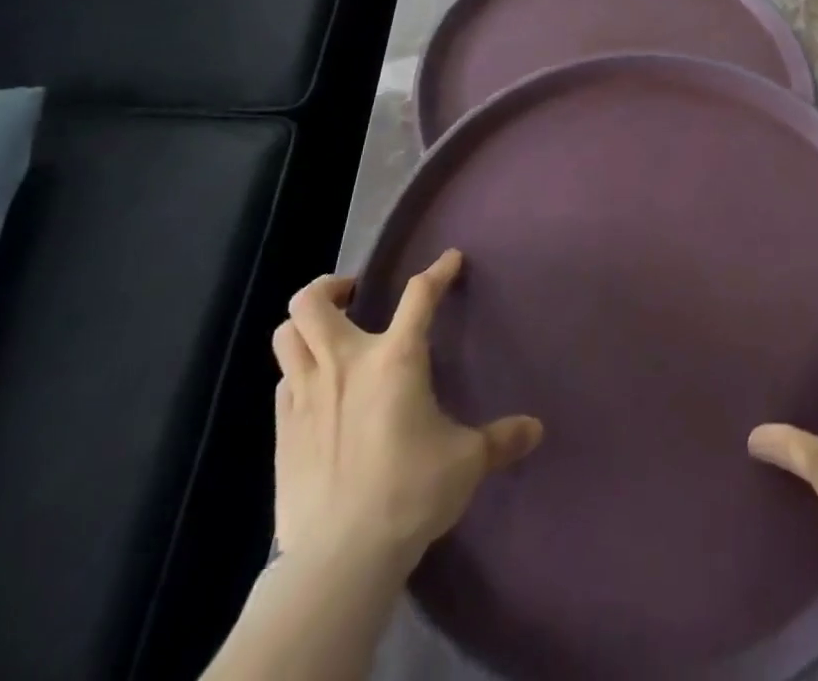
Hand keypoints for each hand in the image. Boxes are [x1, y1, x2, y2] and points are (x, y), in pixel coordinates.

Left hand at [270, 249, 542, 570]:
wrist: (340, 557)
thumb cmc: (410, 492)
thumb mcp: (466, 462)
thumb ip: (500, 439)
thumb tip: (535, 430)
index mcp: (395, 359)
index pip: (419, 295)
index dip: (438, 271)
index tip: (451, 259)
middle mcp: (344, 364)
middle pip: (313, 302)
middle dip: (331, 286)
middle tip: (354, 295)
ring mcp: (305, 396)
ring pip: (286, 335)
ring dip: (304, 325)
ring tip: (327, 334)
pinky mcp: (282, 432)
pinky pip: (282, 382)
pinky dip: (297, 373)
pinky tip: (315, 391)